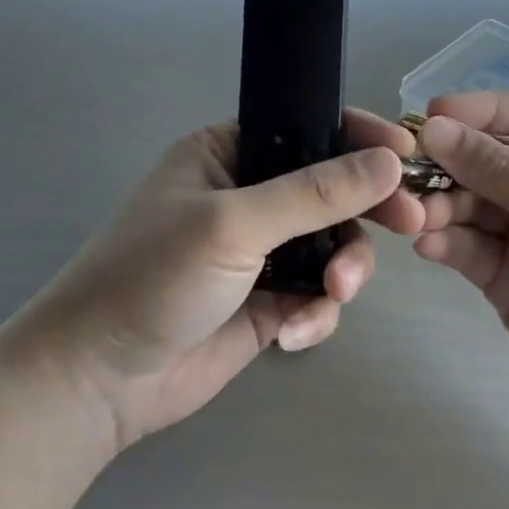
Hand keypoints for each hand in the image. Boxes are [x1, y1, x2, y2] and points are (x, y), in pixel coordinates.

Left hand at [21, 109, 425, 451]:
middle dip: (365, 211)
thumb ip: (315, 193)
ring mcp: (258, 252)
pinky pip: (316, 296)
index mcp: (228, 153)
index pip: (308, 129)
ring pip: (331, 246)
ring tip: (333, 295)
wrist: (98, 379)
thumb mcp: (234, 223)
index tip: (408, 156)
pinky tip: (292, 336)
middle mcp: (247, 195)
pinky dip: (316, 313)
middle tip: (410, 222)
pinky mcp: (266, 302)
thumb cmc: (154, 276)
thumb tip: (389, 162)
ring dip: (342, 270)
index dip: (360, 138)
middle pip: (330, 190)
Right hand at [413, 93, 508, 463]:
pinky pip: (464, 245)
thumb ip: (502, 172)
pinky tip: (428, 245)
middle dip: (448, 162)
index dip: (479, 110)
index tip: (431, 115)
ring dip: (439, 204)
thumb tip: (433, 127)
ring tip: (418, 216)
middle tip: (407, 172)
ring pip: (467, 201)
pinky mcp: (502, 275)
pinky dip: (443, 240)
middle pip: (486, 157)